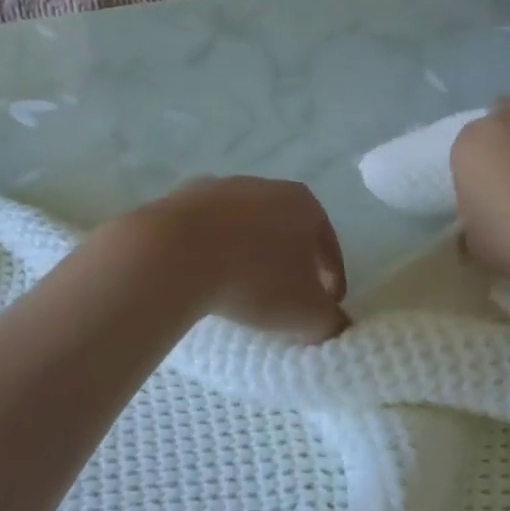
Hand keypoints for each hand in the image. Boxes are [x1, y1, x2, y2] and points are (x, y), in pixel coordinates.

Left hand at [138, 177, 348, 340]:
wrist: (175, 252)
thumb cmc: (256, 279)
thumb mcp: (307, 314)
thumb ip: (330, 321)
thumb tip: (334, 324)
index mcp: (304, 203)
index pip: (328, 246)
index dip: (331, 280)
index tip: (325, 308)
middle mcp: (265, 185)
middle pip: (286, 230)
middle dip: (289, 264)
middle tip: (285, 300)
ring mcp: (220, 188)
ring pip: (244, 227)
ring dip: (248, 255)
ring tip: (241, 291)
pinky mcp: (180, 199)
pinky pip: (207, 232)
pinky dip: (212, 251)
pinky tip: (206, 277)